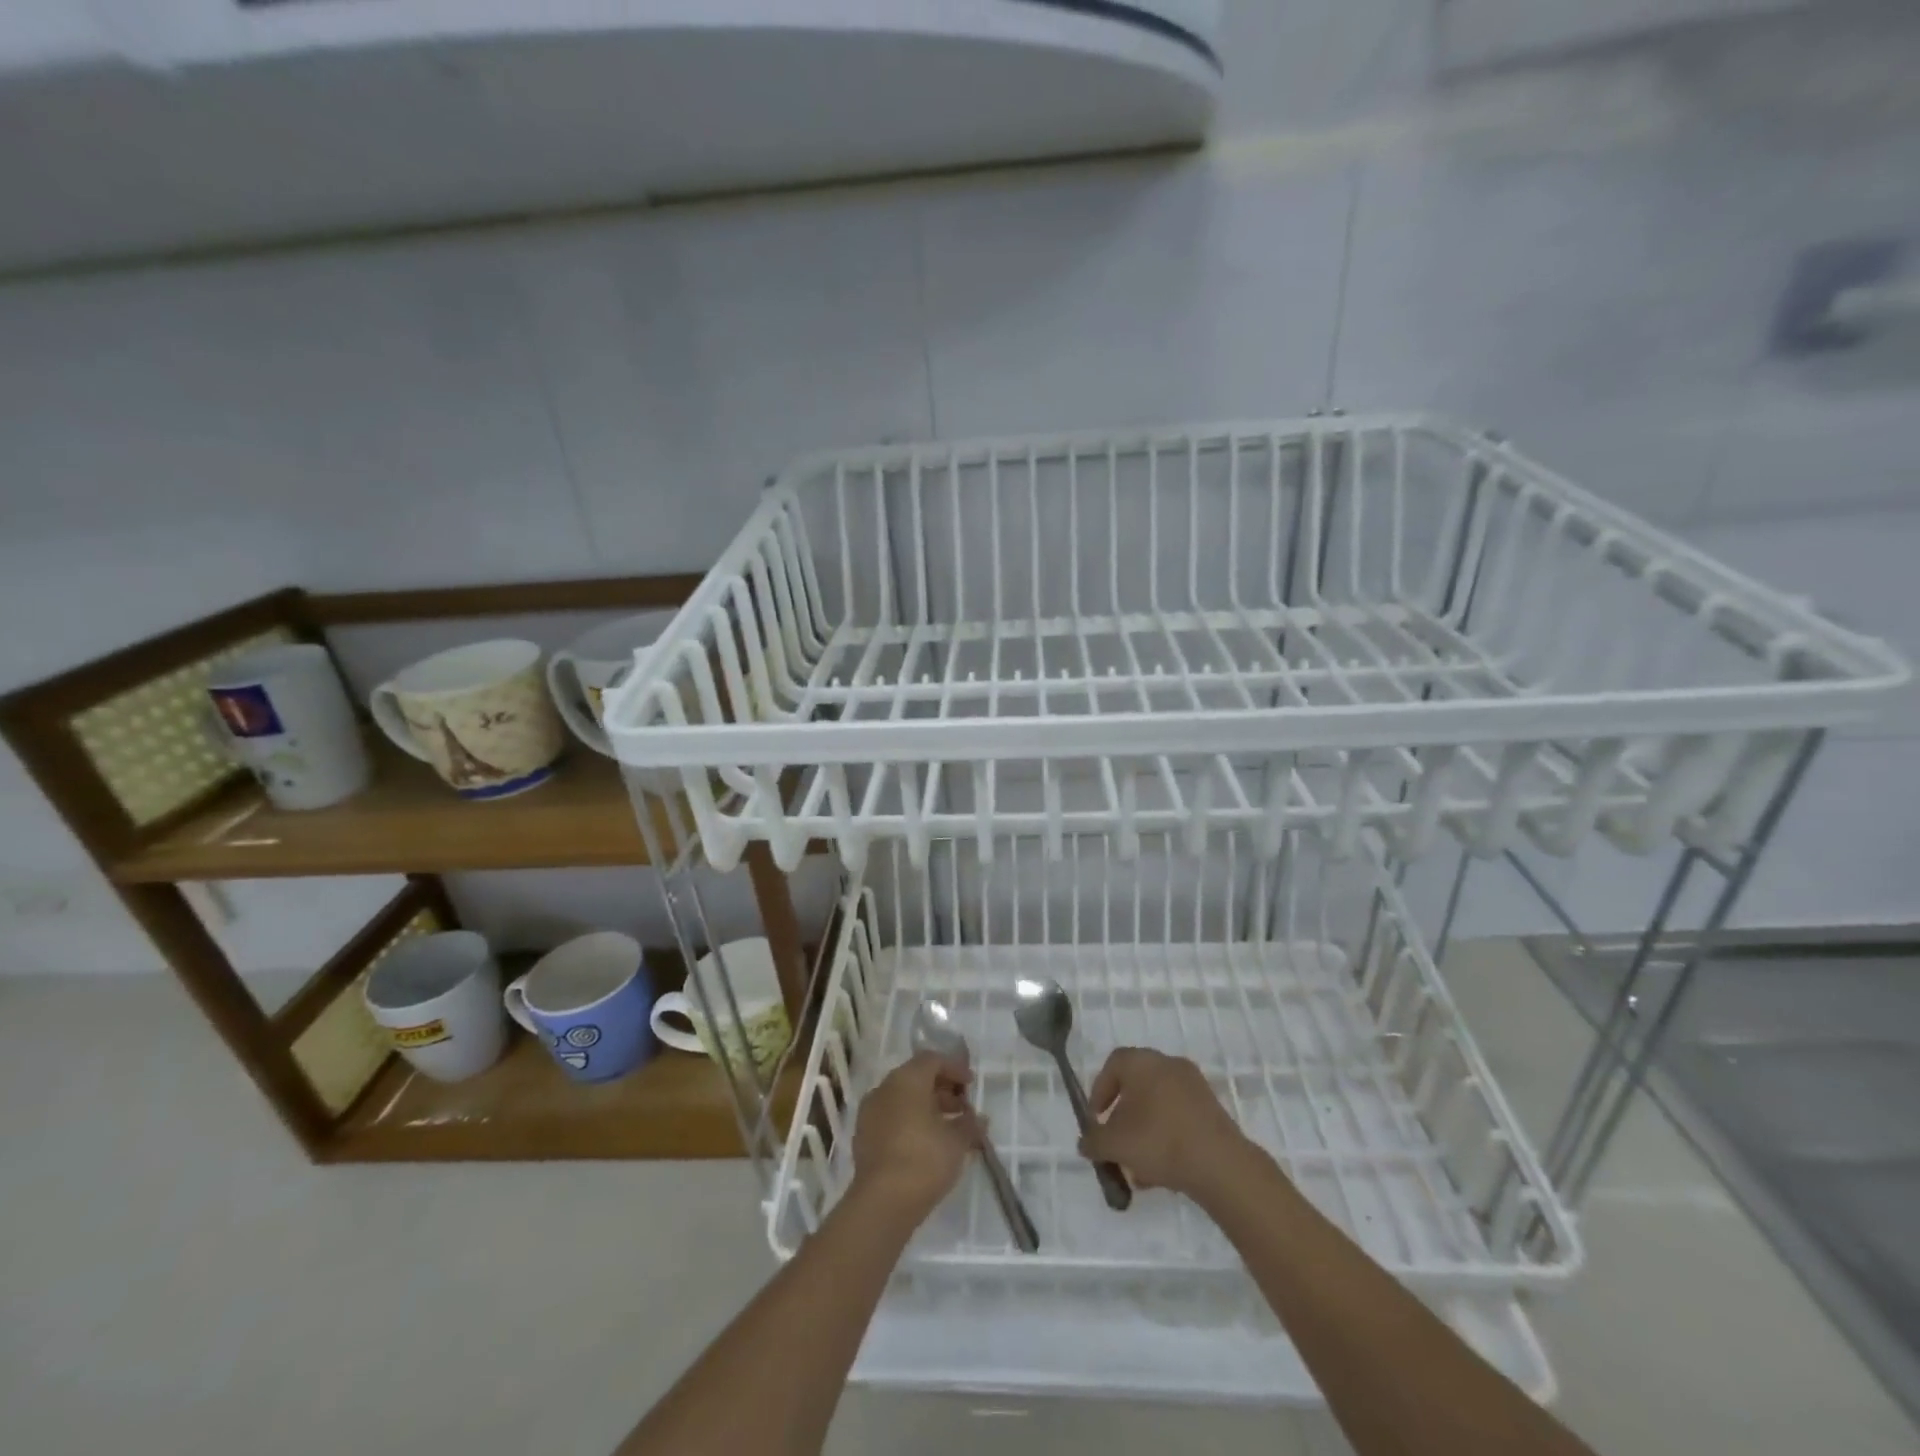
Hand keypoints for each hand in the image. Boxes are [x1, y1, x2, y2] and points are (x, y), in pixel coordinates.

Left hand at [850, 1052, 980, 1222]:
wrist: (882, 1203)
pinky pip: (892, 1119)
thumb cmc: (924, 1159)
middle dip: (942, 1090)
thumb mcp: (957, 1141)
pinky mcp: (864, 1138)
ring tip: (950, 1129)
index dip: (955, 1068)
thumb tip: (978, 1119)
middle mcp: (884, 1089)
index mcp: (906, 1079)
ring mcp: (870, 1113)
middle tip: (963, 1107)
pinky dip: (911, 1123)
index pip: (932, 1060)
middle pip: (916, 1078)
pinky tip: (928, 1144)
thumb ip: (970, 1124)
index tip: (971, 1085)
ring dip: (927, 1108)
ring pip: (903, 1100)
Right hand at [1080, 1047, 1250, 1200]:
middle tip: (1116, 1142)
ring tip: (1138, 1167)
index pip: (1113, 1064)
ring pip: (1158, 1106)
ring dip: (1144, 1131)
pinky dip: (1166, 1137)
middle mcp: (1168, 1064)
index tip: (1096, 1120)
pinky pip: (1179, 1118)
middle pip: (1136, 1086)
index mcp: (1142, 1061)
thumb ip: (1093, 1141)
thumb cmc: (1158, 1141)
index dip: (1099, 1091)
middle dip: (1122, 1117)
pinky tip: (1162, 1171)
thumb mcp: (1114, 1144)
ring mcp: (1194, 1086)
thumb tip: (1085, 1142)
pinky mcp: (1212, 1109)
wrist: (1219, 1164)